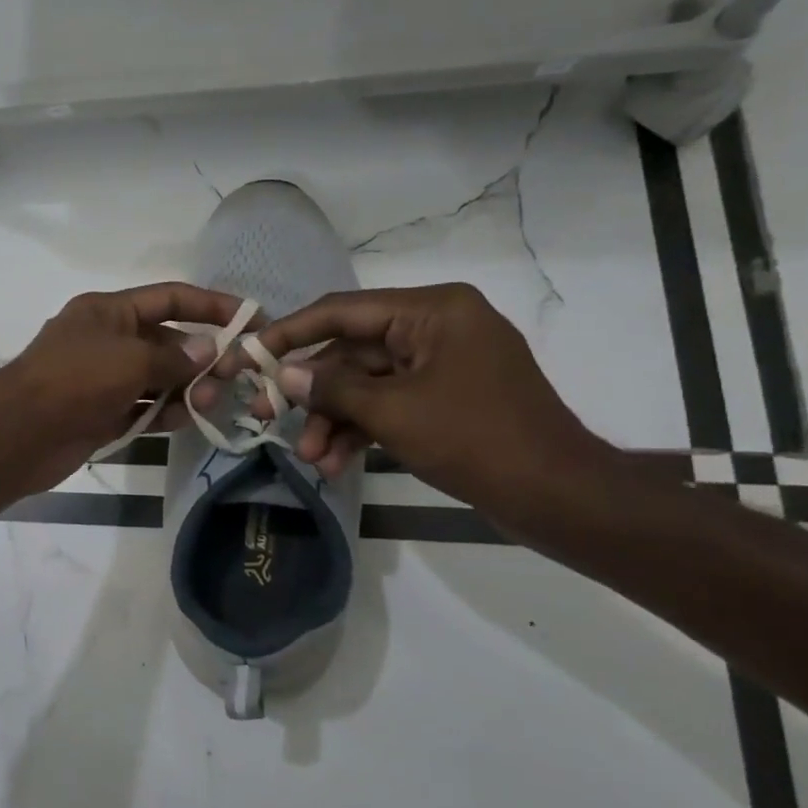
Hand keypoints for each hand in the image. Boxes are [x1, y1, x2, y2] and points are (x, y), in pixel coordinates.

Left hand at [0, 282, 242, 493]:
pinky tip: (185, 420)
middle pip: (165, 341)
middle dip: (200, 356)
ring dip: (185, 388)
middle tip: (233, 376)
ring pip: (156, 379)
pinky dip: (162, 413)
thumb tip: (209, 351)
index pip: (169, 298)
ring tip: (209, 402)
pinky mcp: (100, 414)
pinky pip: (141, 408)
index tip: (251, 319)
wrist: (19, 433)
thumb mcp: (130, 359)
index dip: (211, 306)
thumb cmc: (74, 380)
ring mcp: (102, 379)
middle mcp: (106, 340)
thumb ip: (173, 357)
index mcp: (108, 311)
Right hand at [228, 283, 614, 522]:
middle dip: (313, 394)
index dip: (291, 332)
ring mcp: (441, 365)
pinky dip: (361, 431)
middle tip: (266, 417)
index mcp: (432, 311)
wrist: (557, 496)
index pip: (343, 311)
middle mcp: (436, 327)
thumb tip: (285, 375)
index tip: (249, 353)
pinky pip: (388, 405)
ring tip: (310, 458)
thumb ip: (333, 388)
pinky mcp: (444, 399)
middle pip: (351, 353)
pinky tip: (334, 464)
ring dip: (334, 420)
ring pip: (366, 385)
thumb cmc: (475, 439)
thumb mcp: (393, 412)